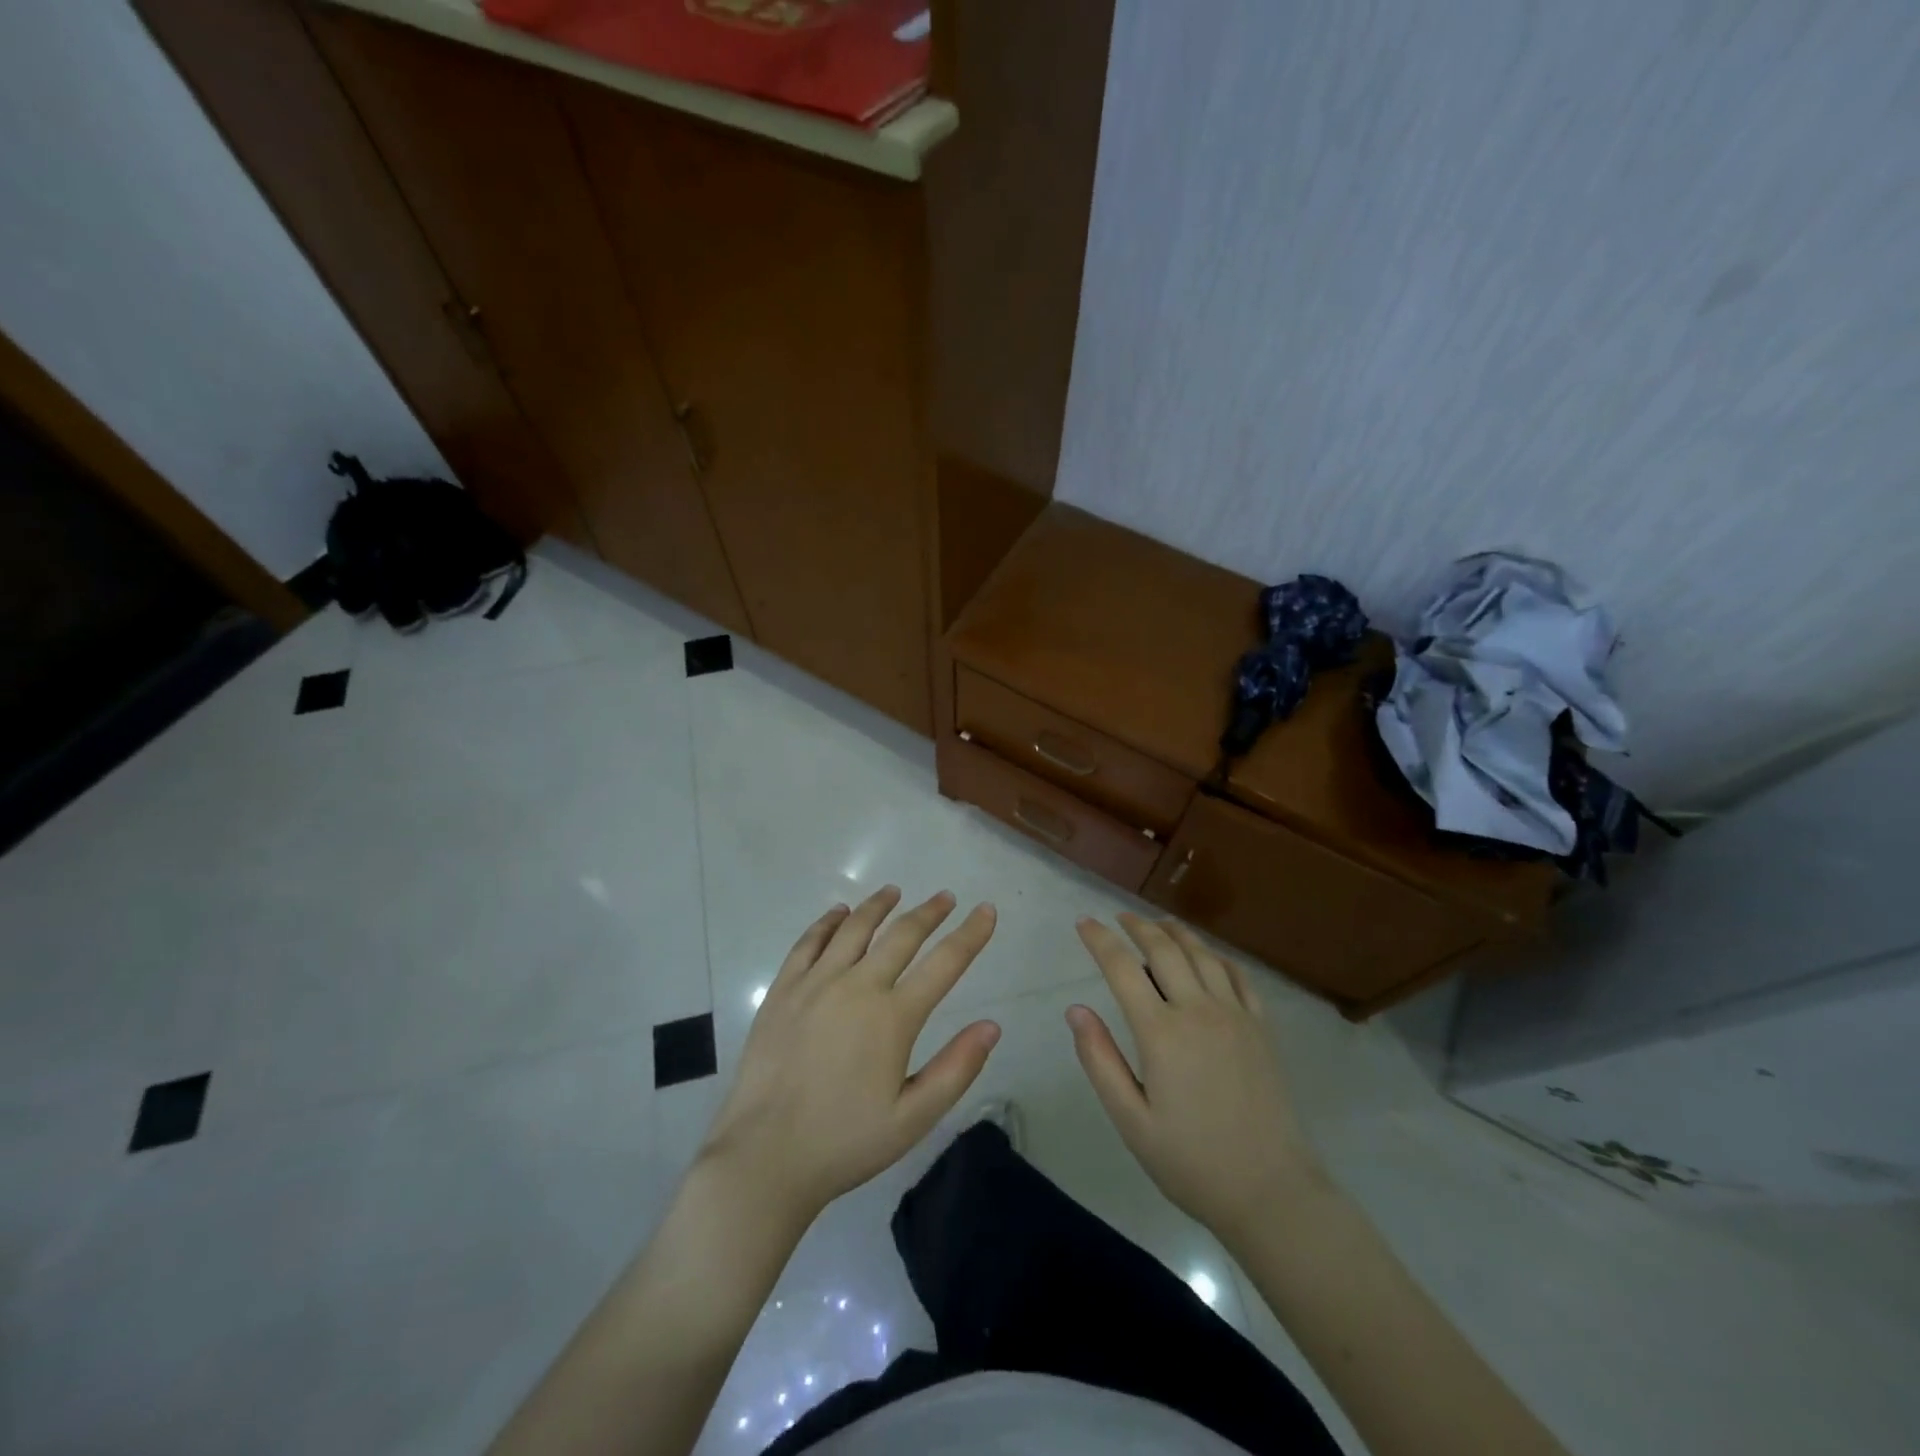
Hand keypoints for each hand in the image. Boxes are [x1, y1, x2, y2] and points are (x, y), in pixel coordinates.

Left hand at [699, 886, 1001, 1226]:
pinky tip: (838, 913)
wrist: (765, 1156)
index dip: (970, 934)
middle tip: (946, 897)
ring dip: (878, 906)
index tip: (986, 911)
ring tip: (893, 891)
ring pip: (854, 928)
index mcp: (893, 1017)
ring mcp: (815, 984)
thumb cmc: (845, 1142)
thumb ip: (956, 1069)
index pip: (945, 963)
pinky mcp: (783, 991)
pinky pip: (808, 942)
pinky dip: (827, 922)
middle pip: (901, 935)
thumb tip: (992, 1026)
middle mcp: (857, 986)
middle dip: (929, 912)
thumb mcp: (913, 1118)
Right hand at [1068, 913, 1322, 1245]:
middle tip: (1119, 917)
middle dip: (1137, 926)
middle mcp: (1198, 1011)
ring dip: (1176, 932)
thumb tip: (1075, 1009)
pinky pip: (1239, 976)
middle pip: (1164, 949)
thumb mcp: (1130, 1120)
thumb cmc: (1190, 1161)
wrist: (1270, 1191)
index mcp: (1161, 1033)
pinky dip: (1217, 956)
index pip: (1122, 967)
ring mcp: (1235, 1016)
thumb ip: (1100, 1060)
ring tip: (1159, 923)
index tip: (1084, 922)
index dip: (1100, 940)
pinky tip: (1208, 956)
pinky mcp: (1261, 1028)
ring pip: (1202, 954)